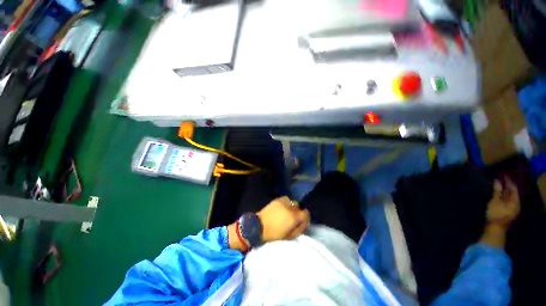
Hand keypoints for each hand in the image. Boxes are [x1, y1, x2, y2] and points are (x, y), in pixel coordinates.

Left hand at [257, 196, 309, 241]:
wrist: (258, 226)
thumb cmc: (274, 234)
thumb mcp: (289, 236)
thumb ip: (299, 229)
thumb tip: (304, 223)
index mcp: (293, 217)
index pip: (306, 213)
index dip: (305, 219)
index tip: (302, 223)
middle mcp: (290, 207)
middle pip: (299, 207)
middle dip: (298, 212)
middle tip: (293, 219)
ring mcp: (283, 202)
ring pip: (292, 202)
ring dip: (292, 207)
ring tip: (287, 213)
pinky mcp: (277, 199)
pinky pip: (286, 199)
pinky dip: (286, 203)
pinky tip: (283, 208)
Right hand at [486, 178, 519, 226]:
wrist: (495, 229)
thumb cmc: (496, 214)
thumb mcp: (495, 201)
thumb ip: (497, 191)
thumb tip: (497, 180)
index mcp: (515, 201)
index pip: (514, 188)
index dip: (509, 181)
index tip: (504, 175)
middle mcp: (516, 204)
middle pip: (513, 193)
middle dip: (507, 186)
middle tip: (502, 179)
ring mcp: (512, 209)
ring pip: (510, 197)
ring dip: (505, 191)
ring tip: (500, 185)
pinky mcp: (508, 212)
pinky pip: (508, 201)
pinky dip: (504, 196)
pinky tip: (500, 194)